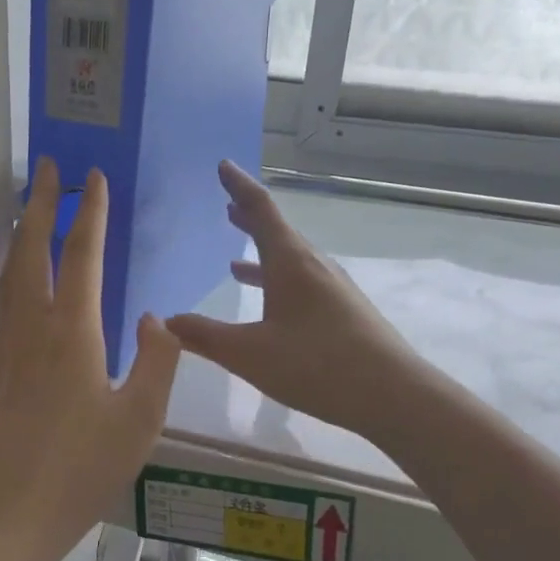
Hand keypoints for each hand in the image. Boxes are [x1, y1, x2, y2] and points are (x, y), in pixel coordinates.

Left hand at [0, 158, 180, 560]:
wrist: (9, 515)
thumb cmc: (81, 470)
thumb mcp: (139, 420)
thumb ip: (156, 362)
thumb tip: (155, 319)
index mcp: (72, 333)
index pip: (83, 255)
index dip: (90, 213)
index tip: (93, 177)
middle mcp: (31, 327)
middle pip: (32, 249)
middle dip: (40, 203)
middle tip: (47, 167)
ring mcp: (3, 346)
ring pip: (9, 274)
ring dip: (20, 233)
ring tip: (26, 208)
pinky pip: (0, 303)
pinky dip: (10, 273)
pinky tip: (17, 281)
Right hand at [167, 161, 421, 439]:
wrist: (392, 394)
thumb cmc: (316, 365)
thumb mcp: (249, 353)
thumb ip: (205, 336)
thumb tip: (167, 321)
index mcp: (290, 262)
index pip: (261, 210)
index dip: (239, 187)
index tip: (223, 166)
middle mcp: (314, 266)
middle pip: (277, 232)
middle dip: (249, 220)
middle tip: (227, 206)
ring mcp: (333, 288)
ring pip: (291, 260)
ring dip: (263, 254)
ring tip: (235, 261)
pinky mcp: (343, 311)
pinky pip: (302, 282)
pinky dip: (278, 282)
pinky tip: (270, 305)